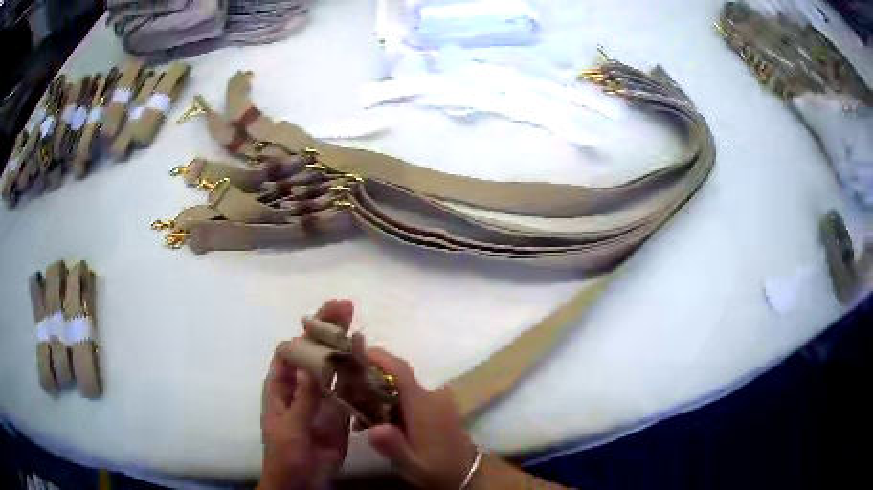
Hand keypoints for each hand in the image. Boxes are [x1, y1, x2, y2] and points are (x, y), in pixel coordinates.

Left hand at [258, 299, 354, 489]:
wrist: (301, 481)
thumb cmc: (285, 454)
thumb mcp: (289, 427)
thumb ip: (301, 400)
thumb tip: (310, 367)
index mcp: (282, 386)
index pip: (290, 351)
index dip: (305, 333)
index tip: (324, 318)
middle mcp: (301, 386)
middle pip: (313, 352)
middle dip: (327, 329)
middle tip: (346, 306)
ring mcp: (321, 398)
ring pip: (333, 368)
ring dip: (345, 348)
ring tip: (360, 327)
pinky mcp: (339, 412)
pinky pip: (349, 390)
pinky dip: (358, 376)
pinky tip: (370, 362)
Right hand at [365, 349, 477, 489]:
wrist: (468, 473)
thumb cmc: (438, 468)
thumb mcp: (412, 464)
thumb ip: (393, 446)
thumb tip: (373, 429)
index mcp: (424, 405)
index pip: (401, 371)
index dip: (380, 358)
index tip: (356, 351)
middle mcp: (433, 396)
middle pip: (399, 376)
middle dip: (373, 378)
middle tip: (348, 389)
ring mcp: (439, 399)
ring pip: (404, 386)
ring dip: (383, 391)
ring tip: (360, 410)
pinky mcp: (440, 406)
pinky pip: (413, 395)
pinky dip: (394, 400)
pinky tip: (382, 419)